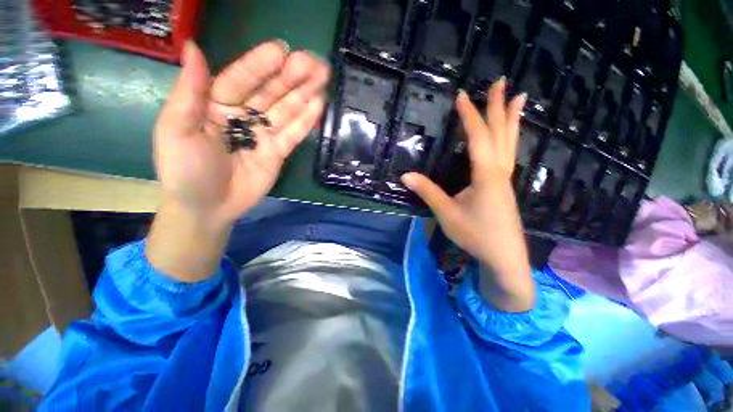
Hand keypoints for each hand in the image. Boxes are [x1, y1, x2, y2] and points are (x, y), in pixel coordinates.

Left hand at [154, 40, 329, 224]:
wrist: (209, 207)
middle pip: (270, 92)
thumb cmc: (186, 171)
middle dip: (291, 76)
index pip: (240, 79)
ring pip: (286, 110)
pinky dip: (306, 121)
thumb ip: (188, 92)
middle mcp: (242, 115)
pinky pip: (293, 134)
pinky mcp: (278, 152)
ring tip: (322, 78)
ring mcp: (263, 134)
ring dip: (304, 94)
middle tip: (313, 62)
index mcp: (215, 104)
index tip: (280, 50)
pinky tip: (318, 105)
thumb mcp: (177, 130)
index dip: (259, 65)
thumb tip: (193, 47)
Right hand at [401, 79, 534, 311]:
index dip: (469, 116)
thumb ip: (428, 192)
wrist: (504, 257)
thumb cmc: (476, 235)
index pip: (477, 138)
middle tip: (502, 82)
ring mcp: (505, 179)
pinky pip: (509, 154)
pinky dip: (510, 138)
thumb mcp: (447, 214)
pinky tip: (508, 136)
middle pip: (501, 133)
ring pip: (510, 143)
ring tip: (519, 98)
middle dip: (499, 106)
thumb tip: (405, 175)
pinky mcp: (504, 186)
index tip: (462, 96)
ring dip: (512, 119)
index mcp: (486, 175)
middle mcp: (499, 171)